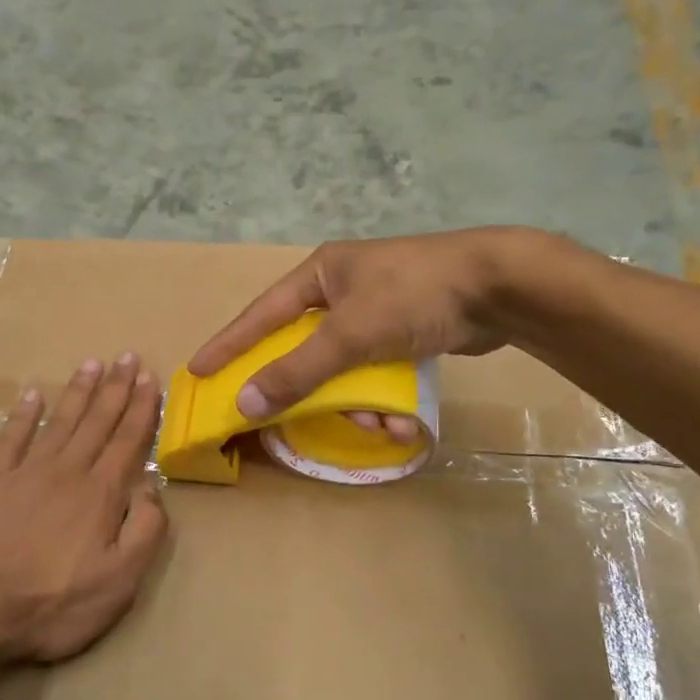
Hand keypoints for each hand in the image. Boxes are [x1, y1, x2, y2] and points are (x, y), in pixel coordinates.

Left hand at [0, 354, 169, 665]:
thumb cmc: (56, 602)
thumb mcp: (120, 581)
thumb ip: (145, 530)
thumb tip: (152, 488)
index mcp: (101, 493)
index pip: (127, 441)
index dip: (140, 408)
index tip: (149, 377)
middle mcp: (67, 471)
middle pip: (97, 422)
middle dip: (115, 388)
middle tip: (126, 357)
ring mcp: (27, 473)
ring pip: (60, 422)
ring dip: (78, 392)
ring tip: (91, 363)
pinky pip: (11, 439)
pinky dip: (23, 415)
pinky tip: (33, 393)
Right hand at [188, 230, 538, 430]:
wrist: (500, 287)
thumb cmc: (414, 296)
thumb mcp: (349, 334)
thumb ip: (297, 370)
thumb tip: (245, 402)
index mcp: (321, 275)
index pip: (261, 313)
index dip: (230, 344)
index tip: (199, 370)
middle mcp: (343, 289)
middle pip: (305, 348)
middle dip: (311, 389)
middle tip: (287, 418)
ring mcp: (376, 311)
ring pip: (345, 368)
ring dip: (357, 402)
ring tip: (377, 424)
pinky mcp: (406, 331)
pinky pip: (377, 372)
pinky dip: (384, 397)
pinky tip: (402, 420)